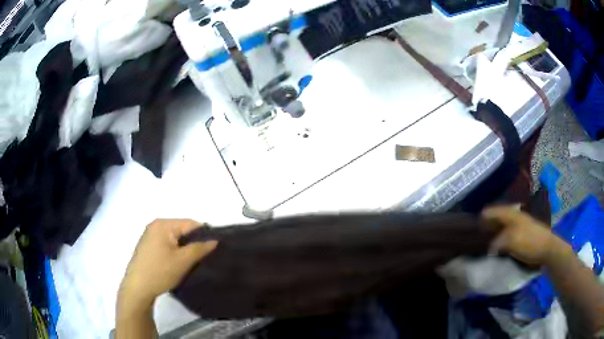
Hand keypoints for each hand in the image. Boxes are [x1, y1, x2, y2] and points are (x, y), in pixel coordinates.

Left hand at [119, 219, 217, 306]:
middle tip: (204, 257)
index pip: (190, 224)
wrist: (138, 287)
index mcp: (163, 224)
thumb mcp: (183, 261)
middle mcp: (156, 225)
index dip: (204, 234)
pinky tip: (178, 262)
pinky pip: (167, 243)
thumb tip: (214, 240)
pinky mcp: (148, 245)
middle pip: (182, 229)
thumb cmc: (160, 271)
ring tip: (193, 261)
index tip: (214, 248)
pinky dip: (175, 250)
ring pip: (175, 237)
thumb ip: (200, 248)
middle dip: (193, 242)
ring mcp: (150, 235)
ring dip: (184, 247)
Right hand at [482, 206, 570, 266]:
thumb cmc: (530, 242)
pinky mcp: (522, 234)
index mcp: (512, 214)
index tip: (474, 222)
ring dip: (495, 231)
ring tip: (485, 240)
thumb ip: (498, 241)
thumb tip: (488, 246)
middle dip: (488, 223)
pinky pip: (508, 233)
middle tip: (477, 232)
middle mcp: (515, 216)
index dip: (484, 215)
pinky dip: (501, 237)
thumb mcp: (512, 241)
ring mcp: (520, 225)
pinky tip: (497, 245)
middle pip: (498, 216)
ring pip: (503, 225)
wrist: (547, 249)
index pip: (495, 211)